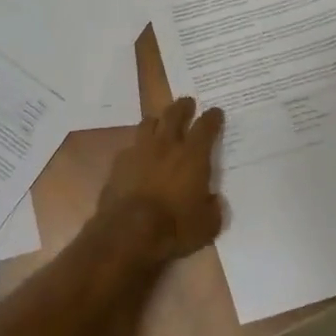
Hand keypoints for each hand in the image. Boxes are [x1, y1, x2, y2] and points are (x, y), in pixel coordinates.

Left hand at [96, 98, 225, 262]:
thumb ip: (213, 208)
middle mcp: (166, 145)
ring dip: (157, 121)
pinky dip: (138, 148)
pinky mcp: (119, 163)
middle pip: (174, 114)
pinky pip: (131, 146)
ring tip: (160, 123)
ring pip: (148, 123)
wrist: (128, 232)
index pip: (206, 126)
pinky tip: (139, 156)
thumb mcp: (207, 225)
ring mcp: (140, 151)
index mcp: (193, 156)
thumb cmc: (174, 227)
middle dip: (183, 106)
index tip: (216, 112)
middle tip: (187, 103)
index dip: (212, 117)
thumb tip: (213, 200)